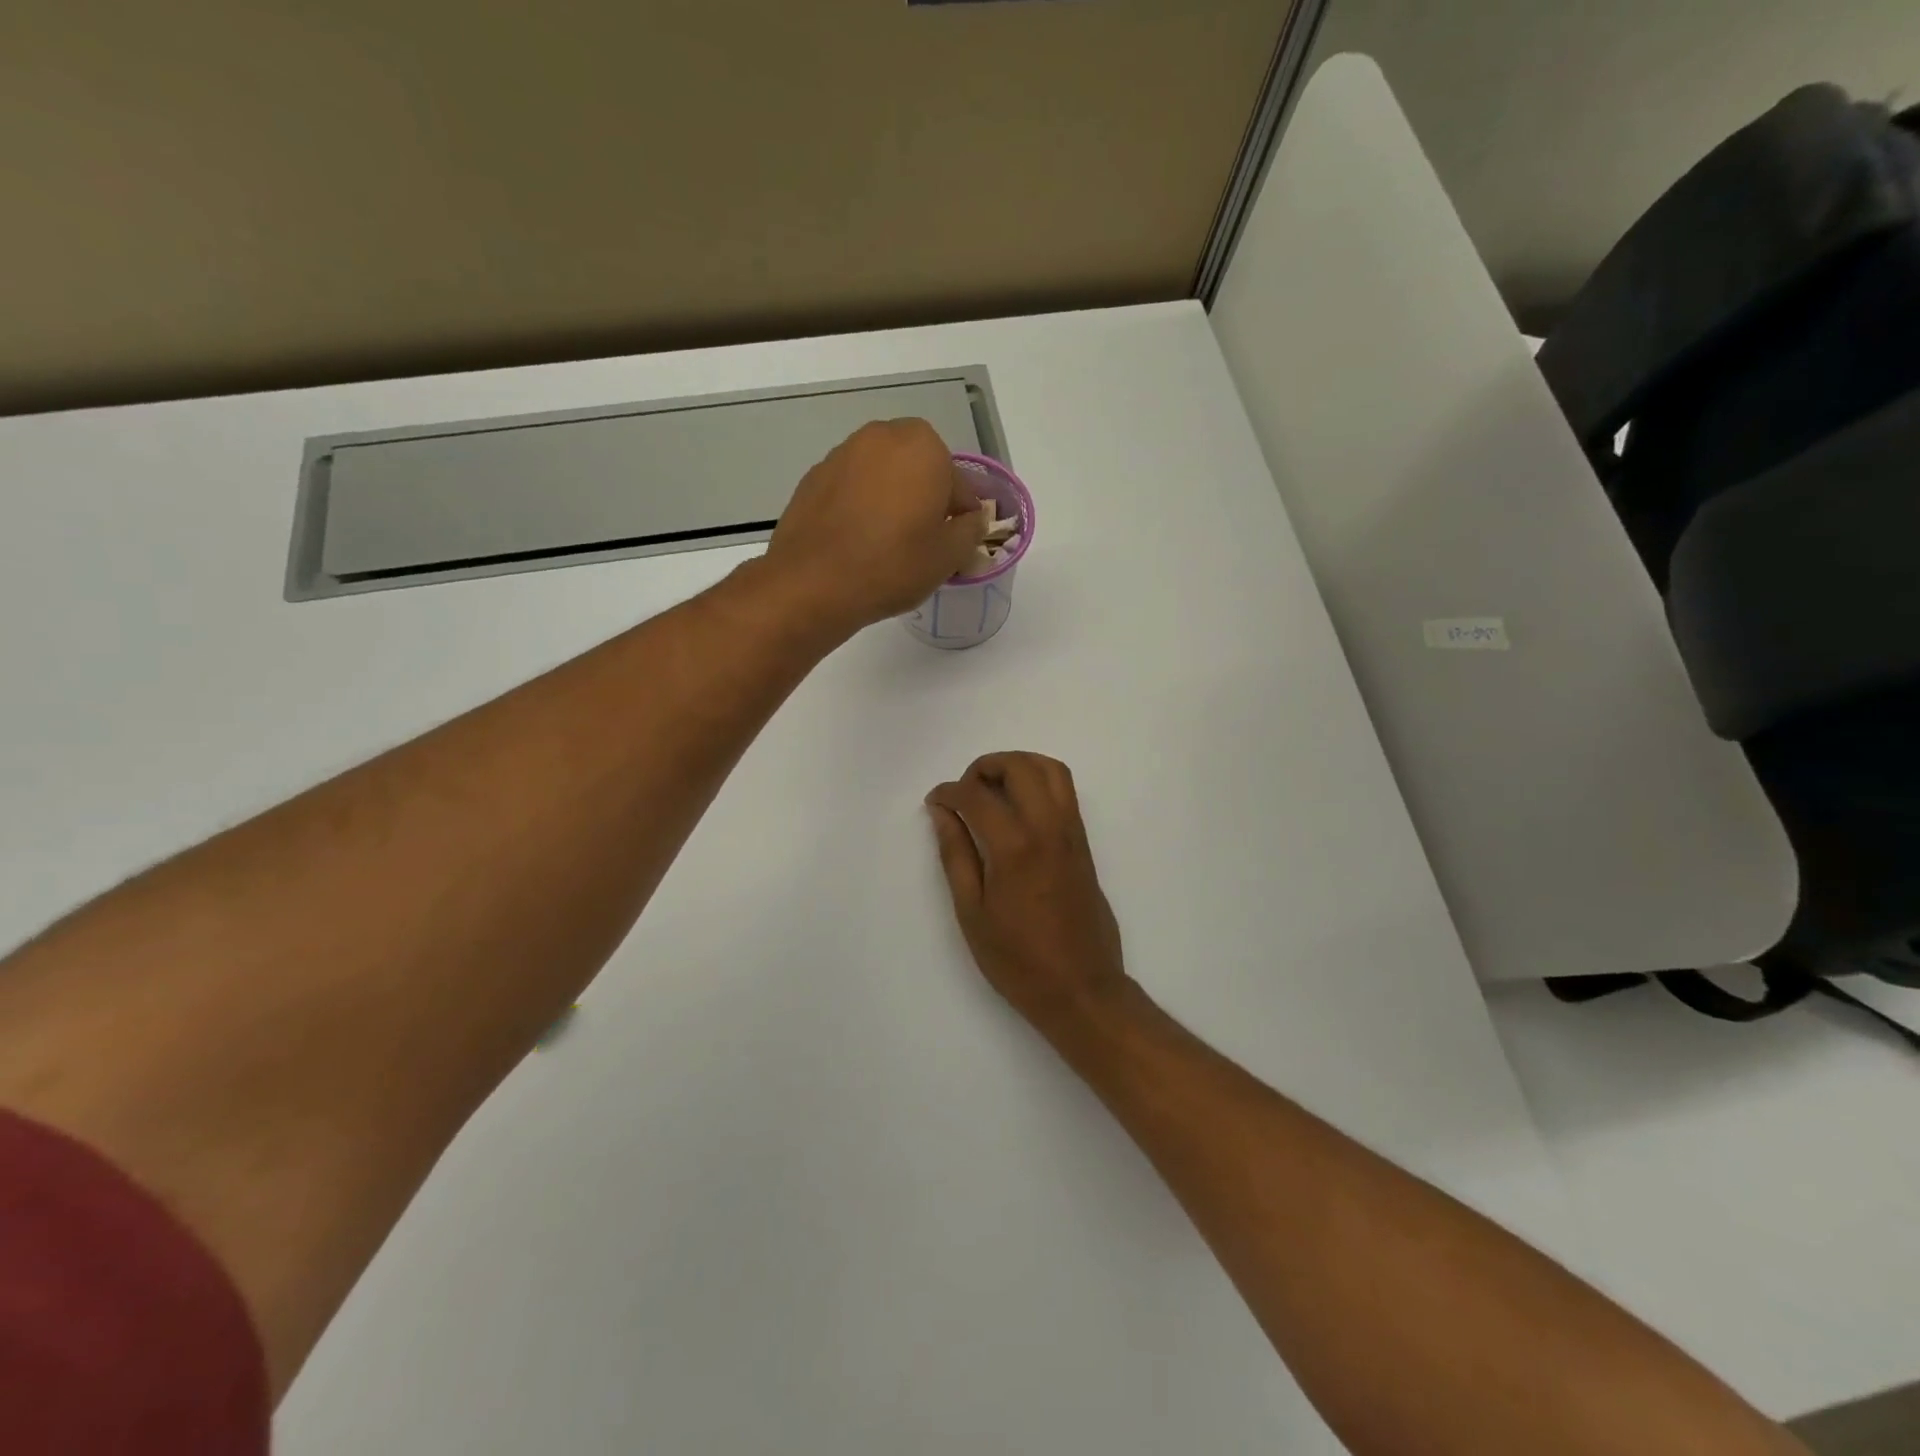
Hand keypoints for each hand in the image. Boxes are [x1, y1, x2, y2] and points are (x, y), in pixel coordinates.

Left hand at [763, 419, 987, 633]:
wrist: (814, 583)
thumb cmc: (893, 564)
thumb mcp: (949, 556)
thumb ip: (971, 530)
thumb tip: (973, 518)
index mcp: (923, 446)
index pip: (958, 483)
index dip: (961, 516)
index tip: (956, 544)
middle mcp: (882, 436)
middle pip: (918, 470)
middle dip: (925, 499)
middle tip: (924, 541)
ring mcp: (842, 454)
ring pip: (883, 476)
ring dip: (892, 500)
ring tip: (889, 544)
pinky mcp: (814, 478)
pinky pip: (852, 489)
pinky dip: (861, 507)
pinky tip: (858, 542)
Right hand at [926, 753, 1131, 1035]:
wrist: (1082, 989)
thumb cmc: (1018, 960)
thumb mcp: (972, 912)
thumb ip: (955, 855)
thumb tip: (942, 812)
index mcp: (1015, 847)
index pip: (977, 795)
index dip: (949, 791)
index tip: (935, 801)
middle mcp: (1048, 829)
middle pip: (1020, 767)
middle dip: (986, 766)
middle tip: (965, 791)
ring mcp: (1072, 833)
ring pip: (1051, 770)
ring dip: (1018, 765)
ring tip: (992, 789)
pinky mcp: (1084, 844)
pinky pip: (1065, 792)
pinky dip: (1039, 781)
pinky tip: (1017, 808)